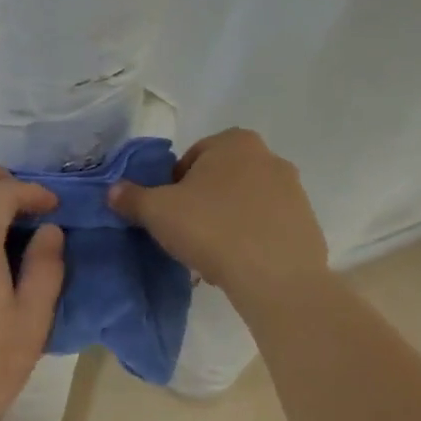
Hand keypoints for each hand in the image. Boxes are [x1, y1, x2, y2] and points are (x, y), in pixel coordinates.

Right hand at [108, 128, 327, 292]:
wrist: (276, 278)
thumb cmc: (211, 229)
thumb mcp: (157, 211)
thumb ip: (131, 197)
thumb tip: (113, 190)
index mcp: (234, 143)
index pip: (191, 158)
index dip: (172, 186)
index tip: (167, 213)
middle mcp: (270, 158)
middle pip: (219, 179)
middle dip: (201, 202)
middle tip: (185, 233)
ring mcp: (294, 191)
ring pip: (243, 204)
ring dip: (225, 222)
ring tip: (209, 253)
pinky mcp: (307, 224)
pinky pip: (266, 228)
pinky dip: (249, 240)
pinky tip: (235, 264)